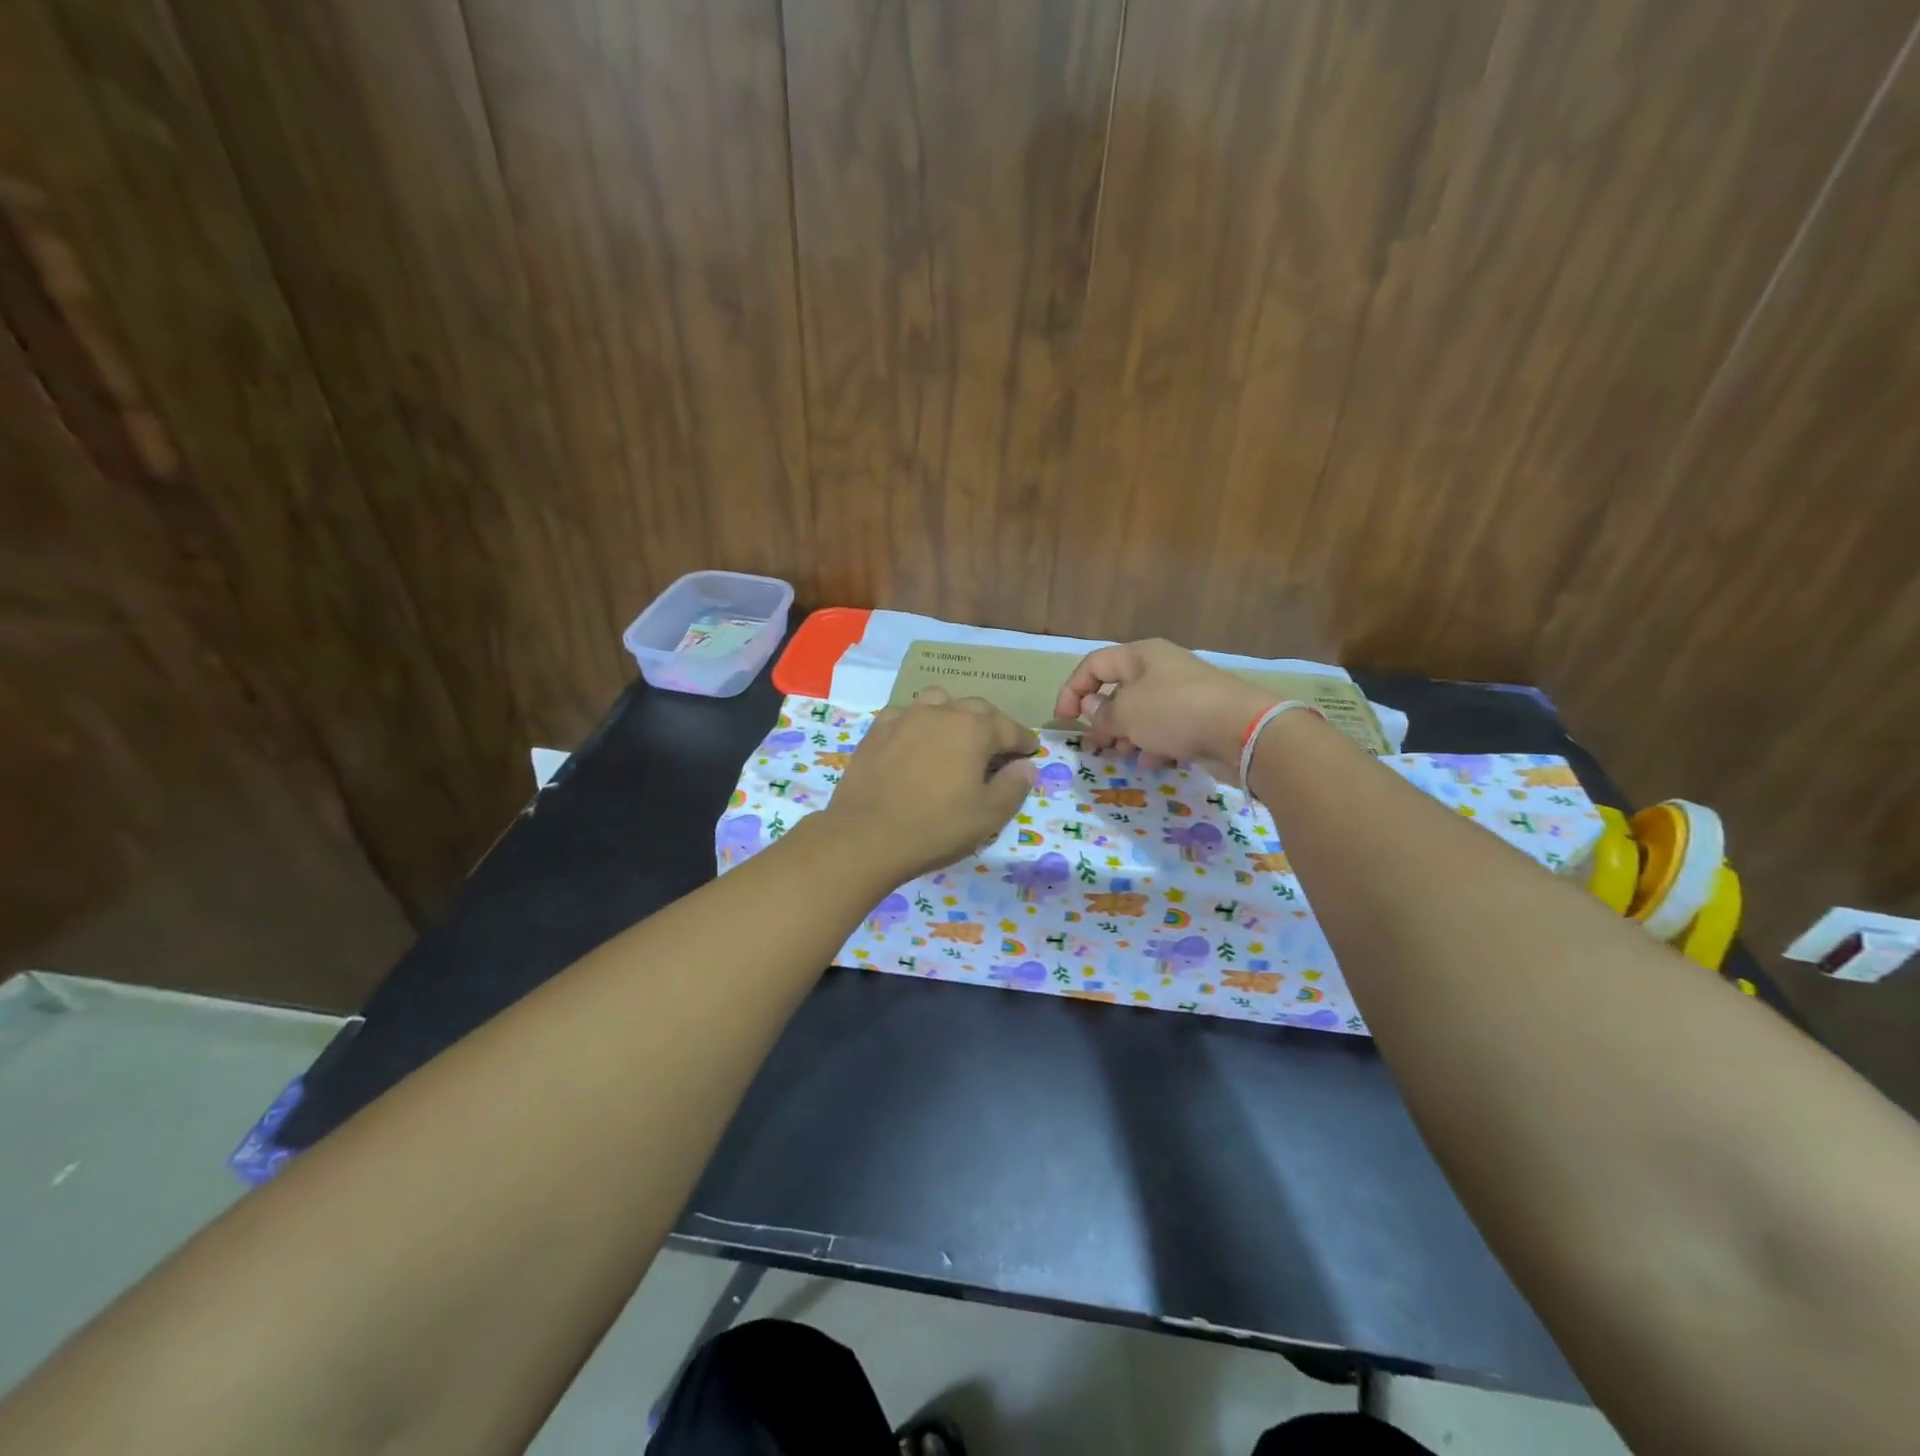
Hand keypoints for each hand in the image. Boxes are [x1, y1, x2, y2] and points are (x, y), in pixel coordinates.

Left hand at [821, 687, 1038, 881]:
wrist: (866, 836)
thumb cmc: (936, 827)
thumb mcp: (988, 815)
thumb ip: (1013, 786)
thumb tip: (1026, 766)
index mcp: (973, 728)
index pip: (1008, 728)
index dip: (1023, 741)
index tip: (1031, 751)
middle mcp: (940, 712)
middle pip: (975, 708)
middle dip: (991, 725)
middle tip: (997, 748)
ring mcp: (904, 717)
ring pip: (937, 702)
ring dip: (953, 714)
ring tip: (955, 736)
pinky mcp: (876, 731)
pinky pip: (904, 715)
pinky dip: (917, 723)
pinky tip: (916, 742)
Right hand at [1052, 638, 1275, 776]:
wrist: (1242, 730)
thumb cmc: (1174, 711)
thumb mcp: (1126, 713)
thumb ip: (1102, 714)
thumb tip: (1094, 709)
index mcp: (1140, 655)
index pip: (1094, 664)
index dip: (1072, 689)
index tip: (1064, 719)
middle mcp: (1161, 669)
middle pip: (1119, 689)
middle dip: (1102, 717)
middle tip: (1096, 741)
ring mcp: (1183, 693)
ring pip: (1142, 712)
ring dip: (1127, 734)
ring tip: (1123, 753)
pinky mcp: (1200, 717)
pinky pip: (1166, 728)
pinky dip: (1154, 744)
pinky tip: (1152, 762)